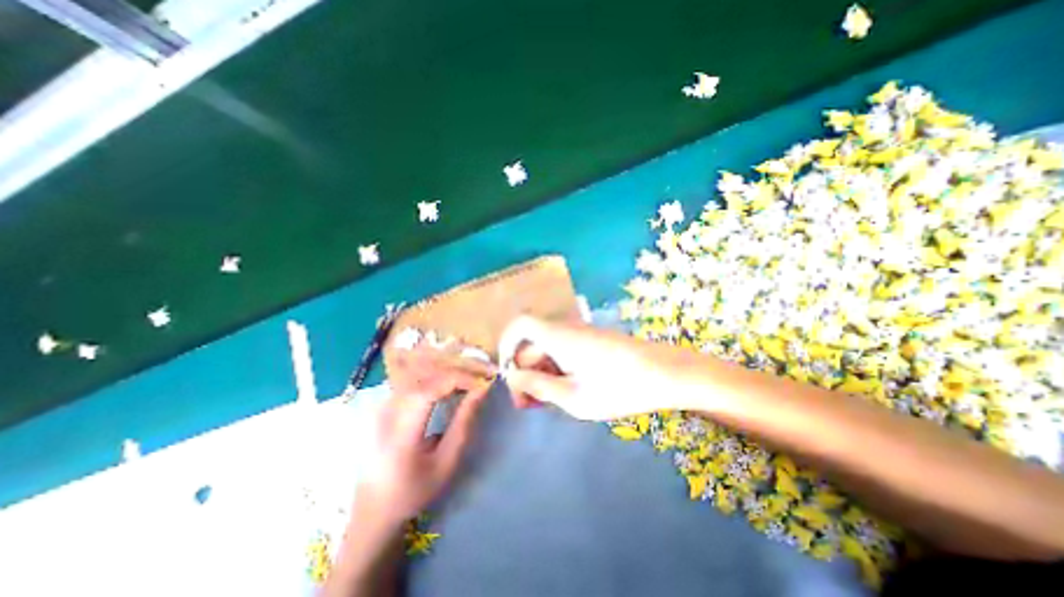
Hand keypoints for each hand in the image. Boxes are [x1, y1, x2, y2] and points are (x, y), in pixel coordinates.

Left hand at [352, 345, 494, 526]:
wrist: (373, 511)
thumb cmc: (414, 491)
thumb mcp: (446, 463)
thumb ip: (463, 423)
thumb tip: (481, 390)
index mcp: (399, 433)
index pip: (430, 389)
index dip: (459, 379)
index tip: (482, 382)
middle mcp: (385, 413)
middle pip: (424, 374)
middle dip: (456, 369)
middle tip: (480, 373)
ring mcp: (381, 406)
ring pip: (417, 372)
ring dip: (446, 369)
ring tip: (469, 375)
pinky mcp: (383, 404)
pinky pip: (412, 378)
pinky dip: (435, 375)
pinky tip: (449, 381)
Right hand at [499, 315, 705, 422]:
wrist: (666, 373)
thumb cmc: (619, 387)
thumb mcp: (574, 396)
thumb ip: (539, 386)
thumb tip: (513, 378)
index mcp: (557, 336)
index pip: (520, 325)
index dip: (506, 345)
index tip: (508, 375)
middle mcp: (566, 329)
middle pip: (532, 343)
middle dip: (525, 372)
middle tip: (528, 405)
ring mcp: (580, 334)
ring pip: (548, 350)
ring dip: (541, 374)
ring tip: (546, 403)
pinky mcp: (592, 342)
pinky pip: (564, 351)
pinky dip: (557, 370)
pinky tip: (565, 392)